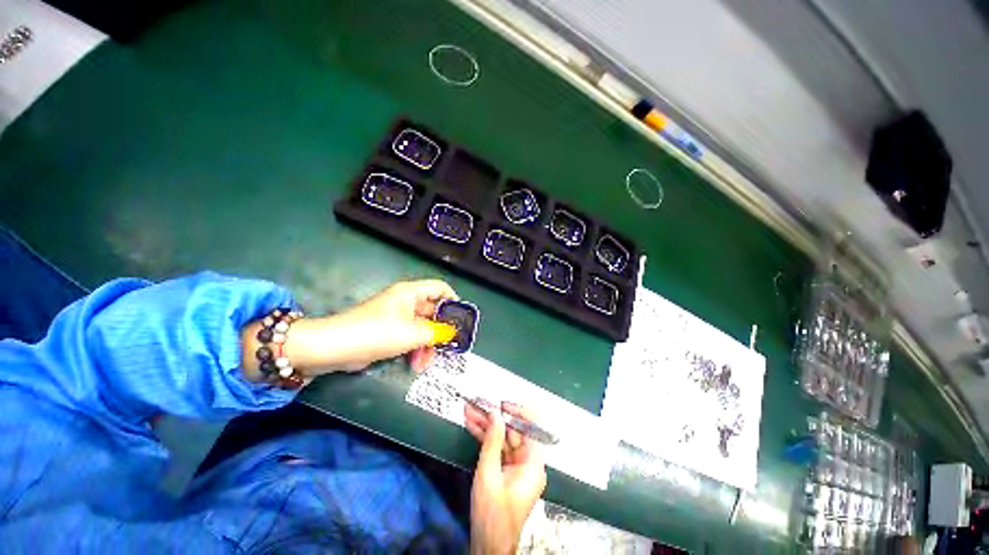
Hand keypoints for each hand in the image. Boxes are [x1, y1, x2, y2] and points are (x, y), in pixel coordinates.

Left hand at [326, 279, 458, 371]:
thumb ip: (436, 332)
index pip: (440, 288)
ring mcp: (397, 317)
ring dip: (426, 345)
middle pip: (432, 312)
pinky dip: (415, 348)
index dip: (453, 300)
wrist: (334, 347)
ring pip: (422, 328)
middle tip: (446, 348)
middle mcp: (406, 302)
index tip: (461, 319)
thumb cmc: (377, 332)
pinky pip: (409, 337)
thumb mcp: (412, 333)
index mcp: (411, 293)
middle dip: (439, 331)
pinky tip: (416, 363)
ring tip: (425, 364)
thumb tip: (452, 333)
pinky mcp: (388, 331)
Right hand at [465, 402, 546, 554]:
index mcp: (533, 463)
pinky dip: (485, 439)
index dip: (518, 411)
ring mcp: (517, 467)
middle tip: (477, 404)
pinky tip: (472, 426)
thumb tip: (495, 412)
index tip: (501, 403)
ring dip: (486, 426)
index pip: (532, 426)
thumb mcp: (489, 474)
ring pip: (503, 438)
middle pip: (513, 431)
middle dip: (493, 417)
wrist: (488, 546)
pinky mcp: (507, 471)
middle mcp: (529, 462)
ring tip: (469, 411)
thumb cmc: (492, 513)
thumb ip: (492, 441)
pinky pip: (498, 449)